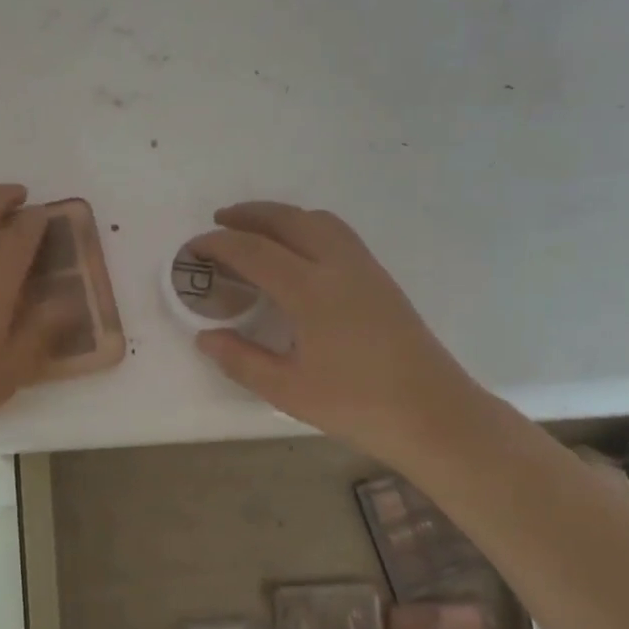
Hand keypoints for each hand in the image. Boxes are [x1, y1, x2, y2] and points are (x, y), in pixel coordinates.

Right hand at [191, 202, 490, 462]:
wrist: (435, 414)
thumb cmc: (357, 405)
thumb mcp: (288, 390)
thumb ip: (241, 360)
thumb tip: (205, 337)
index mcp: (311, 291)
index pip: (254, 251)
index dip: (219, 244)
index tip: (193, 248)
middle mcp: (338, 266)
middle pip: (288, 220)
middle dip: (250, 214)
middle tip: (219, 221)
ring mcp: (365, 269)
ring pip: (318, 220)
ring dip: (282, 215)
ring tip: (256, 229)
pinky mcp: (381, 279)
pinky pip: (337, 233)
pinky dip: (307, 226)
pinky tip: (298, 252)